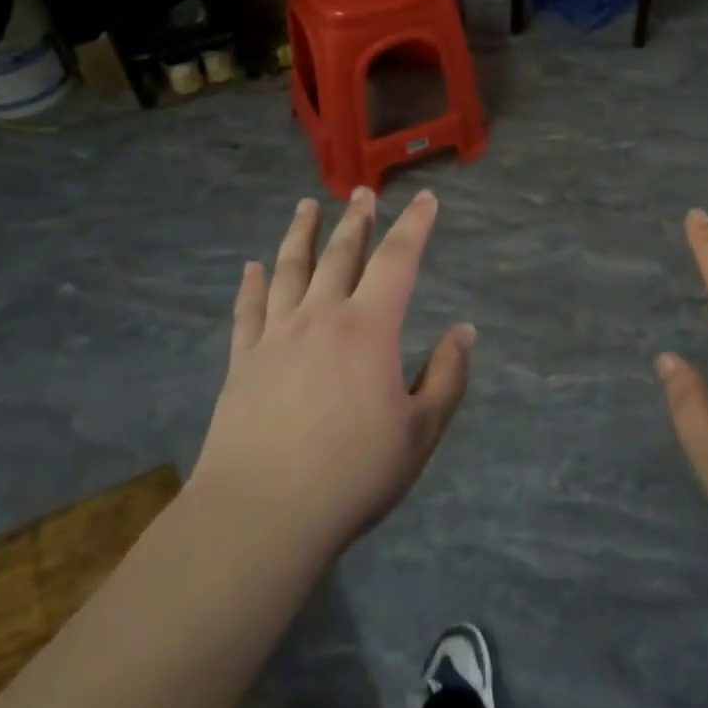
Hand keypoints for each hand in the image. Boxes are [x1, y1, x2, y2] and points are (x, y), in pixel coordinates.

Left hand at [190, 188, 473, 559]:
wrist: (262, 515)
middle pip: (341, 254)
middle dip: (356, 220)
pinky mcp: (242, 361)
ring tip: (306, 207)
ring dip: (300, 234)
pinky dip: (250, 284)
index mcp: (369, 328)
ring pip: (289, 270)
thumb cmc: (353, 474)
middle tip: (362, 193)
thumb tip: (464, 331)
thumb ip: (447, 377)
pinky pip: (247, 310)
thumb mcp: (421, 431)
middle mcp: (321, 317)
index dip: (415, 225)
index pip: (397, 260)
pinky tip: (251, 267)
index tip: (426, 198)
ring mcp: (276, 336)